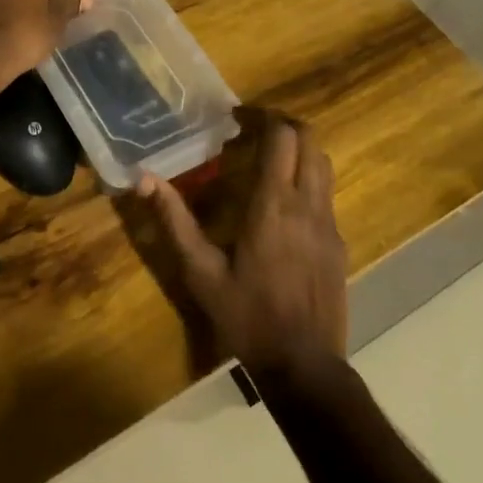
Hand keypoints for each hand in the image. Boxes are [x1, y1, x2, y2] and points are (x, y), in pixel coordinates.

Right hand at [138, 115, 346, 373]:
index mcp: (273, 205)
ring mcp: (329, 224)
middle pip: (310, 141)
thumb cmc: (246, 316)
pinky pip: (326, 194)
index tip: (238, 116)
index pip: (283, 138)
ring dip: (299, 150)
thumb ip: (173, 221)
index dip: (264, 116)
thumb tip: (144, 178)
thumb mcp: (200, 271)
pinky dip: (307, 179)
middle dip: (285, 125)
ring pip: (324, 165)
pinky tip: (282, 203)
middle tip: (254, 128)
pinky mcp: (338, 243)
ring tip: (268, 158)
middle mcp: (307, 205)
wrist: (304, 366)